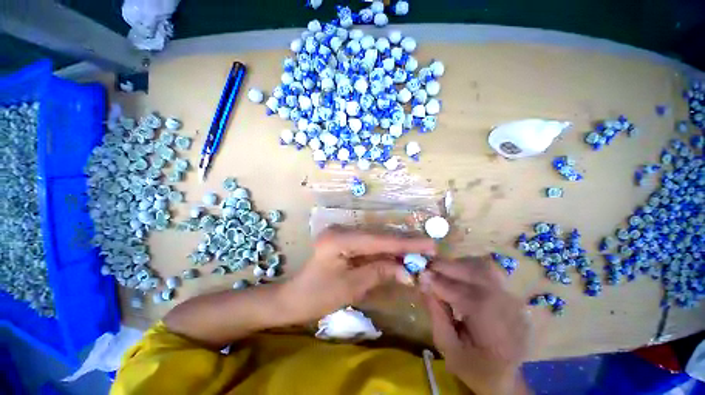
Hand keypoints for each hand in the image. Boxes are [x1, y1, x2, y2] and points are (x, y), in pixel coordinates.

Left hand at [278, 226, 435, 324]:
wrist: (295, 299)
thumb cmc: (318, 296)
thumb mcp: (351, 286)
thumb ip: (380, 272)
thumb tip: (408, 271)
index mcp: (339, 239)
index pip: (378, 240)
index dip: (405, 243)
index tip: (429, 245)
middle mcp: (342, 230)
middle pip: (378, 237)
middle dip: (403, 244)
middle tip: (429, 249)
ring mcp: (343, 234)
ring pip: (376, 240)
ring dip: (396, 248)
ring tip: (419, 252)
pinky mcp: (345, 241)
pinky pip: (369, 245)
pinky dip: (385, 252)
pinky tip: (399, 255)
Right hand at [419, 257, 529, 394]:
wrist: (507, 377)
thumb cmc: (474, 368)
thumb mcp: (448, 347)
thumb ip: (435, 313)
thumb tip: (422, 282)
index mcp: (494, 328)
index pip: (462, 294)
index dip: (437, 282)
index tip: (418, 274)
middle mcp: (507, 307)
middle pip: (474, 273)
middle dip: (445, 267)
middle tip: (425, 267)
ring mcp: (512, 299)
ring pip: (480, 267)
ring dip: (456, 265)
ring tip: (438, 270)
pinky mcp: (509, 294)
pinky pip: (485, 271)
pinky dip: (466, 267)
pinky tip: (455, 274)